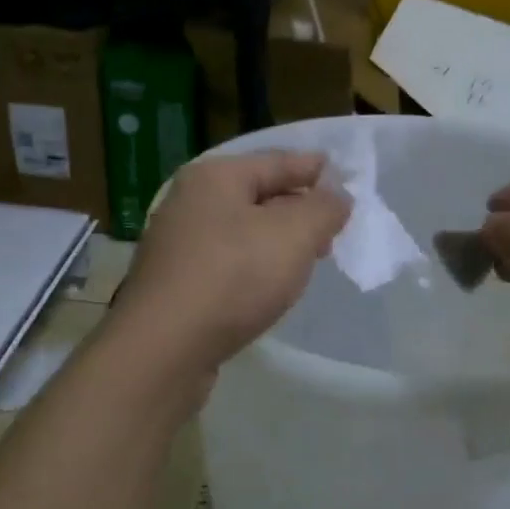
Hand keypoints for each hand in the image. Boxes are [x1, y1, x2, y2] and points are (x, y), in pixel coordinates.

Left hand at [112, 150, 350, 379]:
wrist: (165, 347)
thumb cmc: (233, 277)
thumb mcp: (294, 235)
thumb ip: (323, 209)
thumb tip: (336, 197)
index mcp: (215, 177)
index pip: (276, 162)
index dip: (313, 169)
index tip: (344, 179)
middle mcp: (190, 203)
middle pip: (256, 196)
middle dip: (297, 209)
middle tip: (332, 228)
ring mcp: (177, 246)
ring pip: (241, 233)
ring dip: (276, 242)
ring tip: (308, 259)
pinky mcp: (175, 285)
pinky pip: (227, 264)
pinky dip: (254, 268)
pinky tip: (270, 287)